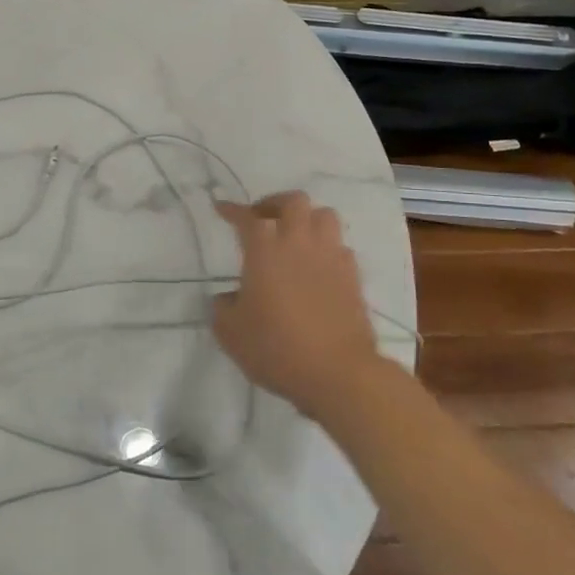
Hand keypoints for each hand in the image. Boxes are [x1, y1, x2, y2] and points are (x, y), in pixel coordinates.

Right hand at [212, 191, 378, 418]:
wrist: (338, 373)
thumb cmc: (276, 348)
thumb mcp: (230, 333)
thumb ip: (223, 308)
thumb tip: (228, 298)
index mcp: (264, 250)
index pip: (247, 217)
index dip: (232, 209)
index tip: (221, 208)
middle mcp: (299, 244)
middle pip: (294, 201)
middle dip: (274, 204)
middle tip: (262, 219)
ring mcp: (331, 257)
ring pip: (324, 215)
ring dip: (307, 219)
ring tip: (294, 236)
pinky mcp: (353, 277)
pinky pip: (340, 246)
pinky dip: (326, 247)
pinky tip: (317, 265)